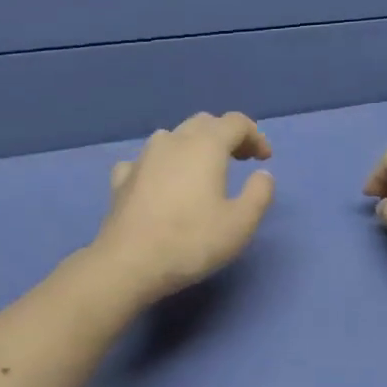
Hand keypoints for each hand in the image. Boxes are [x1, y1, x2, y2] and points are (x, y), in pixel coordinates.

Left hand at [89, 111, 274, 305]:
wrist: (128, 264)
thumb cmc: (191, 242)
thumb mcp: (241, 223)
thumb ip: (259, 194)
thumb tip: (262, 175)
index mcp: (205, 146)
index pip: (236, 122)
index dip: (255, 136)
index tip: (264, 159)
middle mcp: (172, 141)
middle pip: (204, 123)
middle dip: (225, 136)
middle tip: (240, 159)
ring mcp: (143, 158)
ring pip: (172, 136)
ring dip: (193, 145)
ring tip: (202, 170)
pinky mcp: (122, 179)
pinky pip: (146, 160)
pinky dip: (162, 165)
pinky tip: (162, 183)